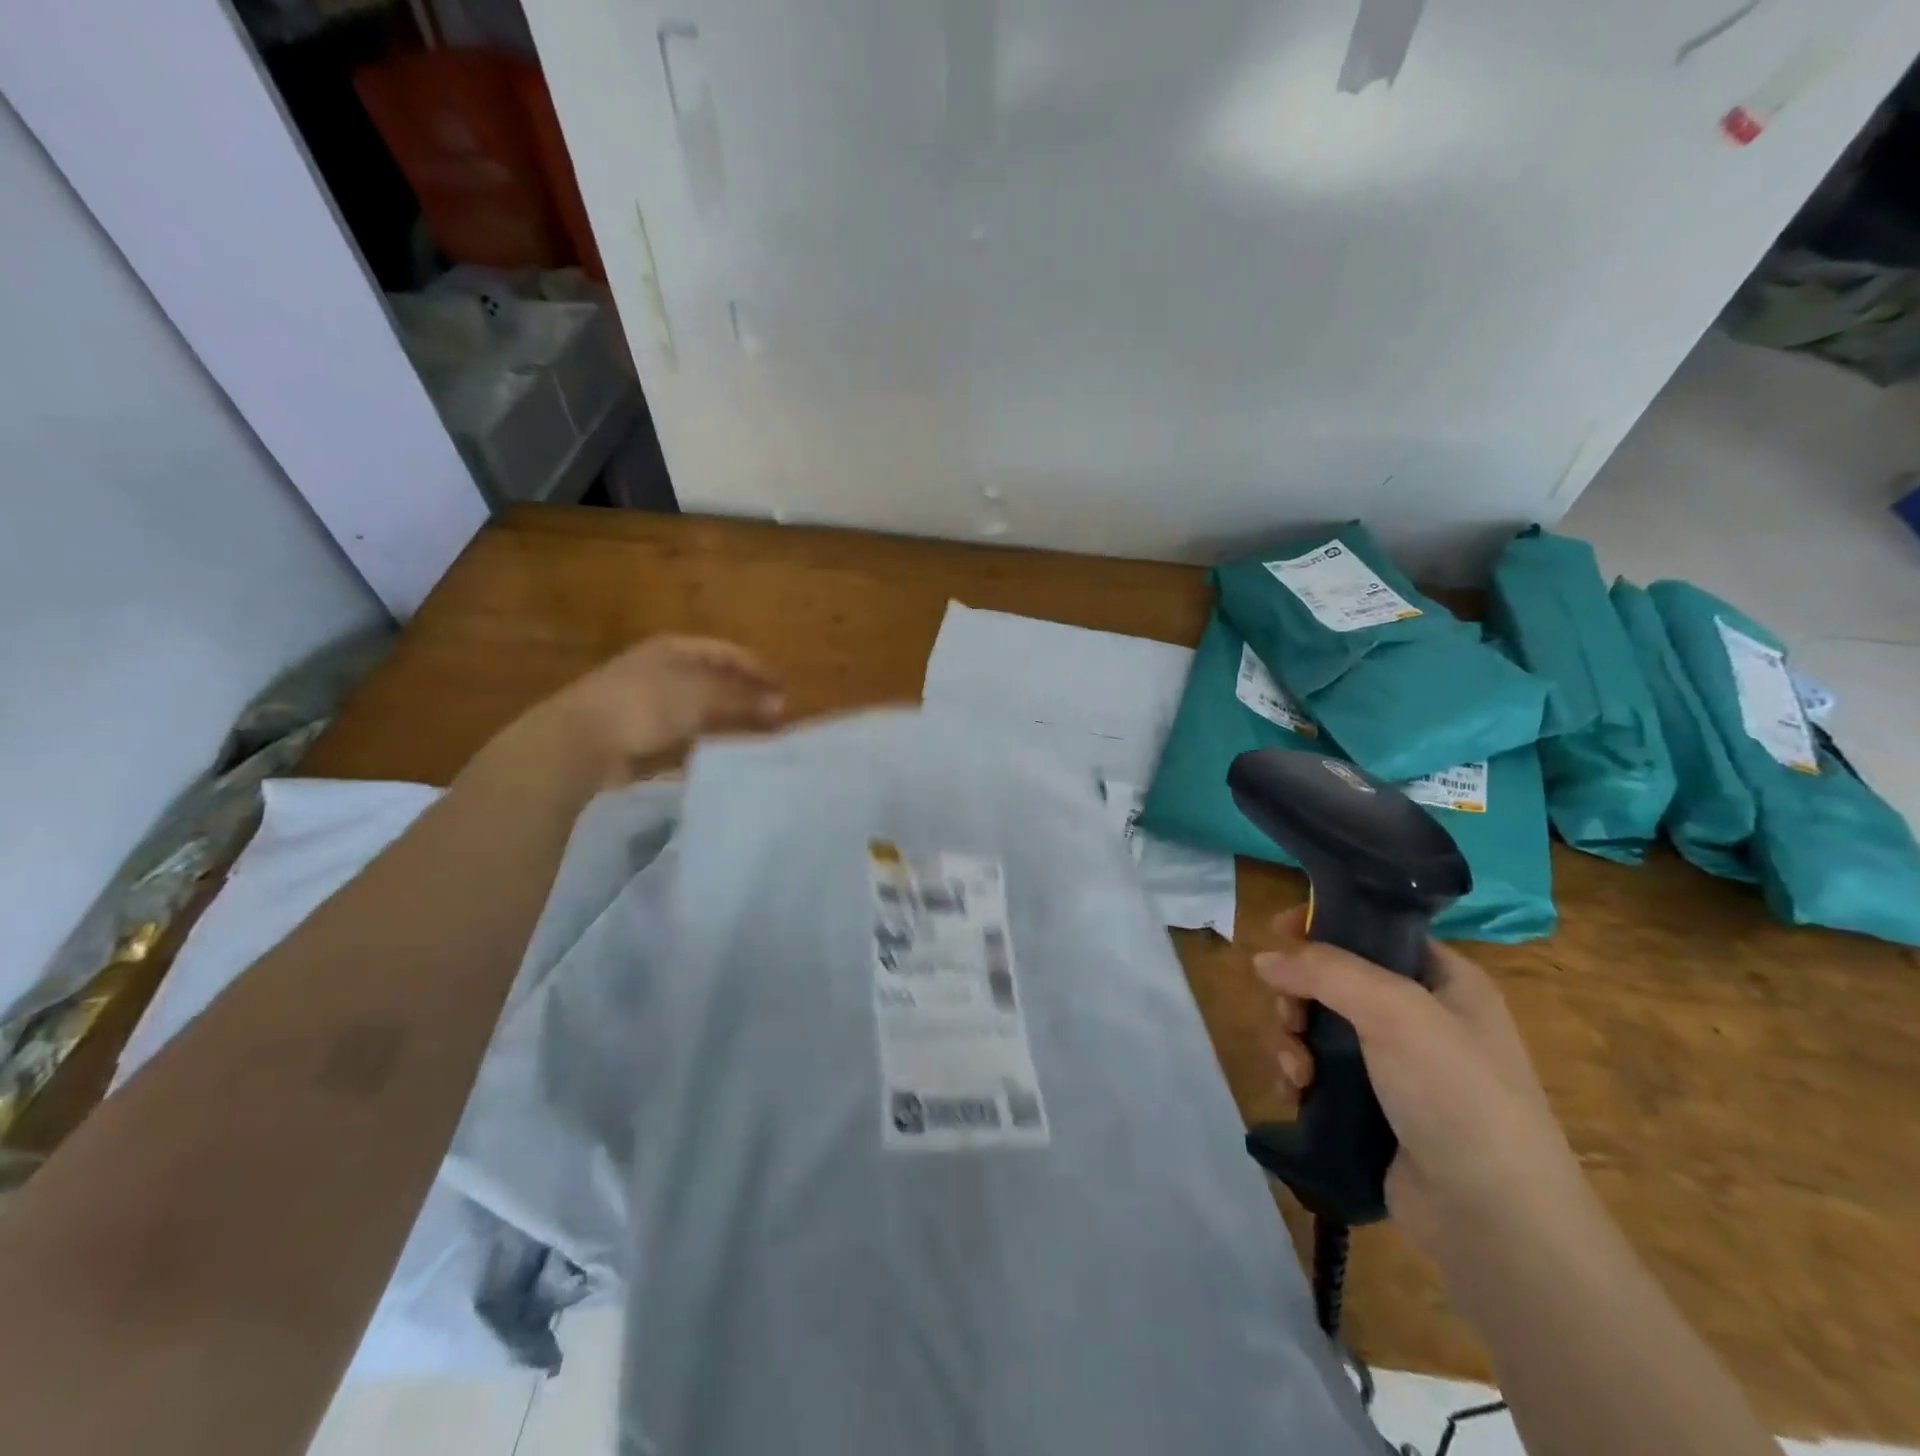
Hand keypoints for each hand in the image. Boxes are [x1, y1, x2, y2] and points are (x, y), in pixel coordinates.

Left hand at [521, 636, 784, 783]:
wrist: (581, 742)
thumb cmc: (644, 705)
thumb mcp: (700, 694)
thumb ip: (742, 698)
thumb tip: (780, 704)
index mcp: (674, 649)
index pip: (727, 652)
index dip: (758, 668)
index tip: (785, 688)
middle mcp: (663, 670)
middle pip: (715, 679)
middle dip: (747, 695)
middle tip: (777, 715)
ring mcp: (650, 703)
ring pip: (702, 708)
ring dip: (730, 719)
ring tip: (758, 736)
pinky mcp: (641, 735)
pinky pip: (685, 734)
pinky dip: (707, 740)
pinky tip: (724, 752)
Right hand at [1253, 907, 1592, 1265]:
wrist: (1495, 1221)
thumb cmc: (1457, 1094)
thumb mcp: (1394, 1011)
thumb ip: (1324, 971)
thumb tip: (1263, 959)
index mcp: (1447, 982)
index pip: (1376, 932)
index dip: (1326, 926)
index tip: (1279, 931)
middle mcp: (1424, 1019)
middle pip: (1337, 981)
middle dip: (1301, 994)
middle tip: (1289, 1015)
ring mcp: (1400, 1069)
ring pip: (1322, 1028)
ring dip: (1295, 1039)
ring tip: (1296, 1068)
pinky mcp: (1376, 1111)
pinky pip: (1322, 1073)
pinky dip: (1302, 1075)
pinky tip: (1297, 1091)